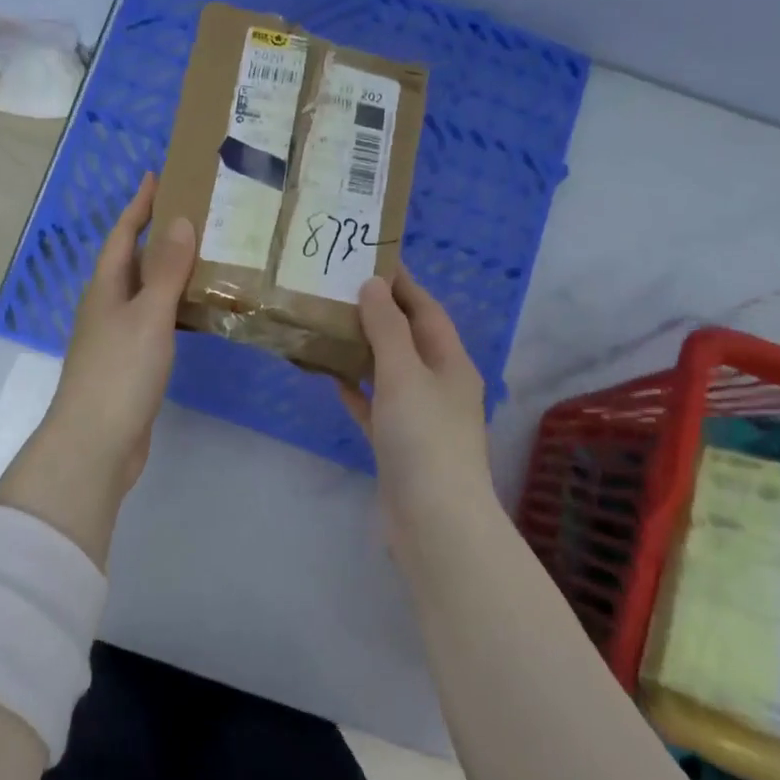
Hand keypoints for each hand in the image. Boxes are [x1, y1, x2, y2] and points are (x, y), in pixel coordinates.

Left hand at [16, 172, 193, 510]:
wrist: (96, 443)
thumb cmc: (120, 372)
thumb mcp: (148, 315)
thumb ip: (167, 271)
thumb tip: (181, 220)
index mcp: (105, 288)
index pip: (123, 234)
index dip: (139, 205)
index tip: (157, 176)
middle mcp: (107, 306)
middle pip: (132, 260)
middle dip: (157, 234)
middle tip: (195, 212)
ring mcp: (116, 337)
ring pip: (145, 292)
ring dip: (170, 271)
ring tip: (206, 255)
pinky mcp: (131, 363)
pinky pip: (155, 321)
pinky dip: (175, 307)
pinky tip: (198, 312)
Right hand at [339, 273, 492, 525]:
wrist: (434, 520)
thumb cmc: (424, 437)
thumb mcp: (404, 373)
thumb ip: (387, 328)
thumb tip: (373, 284)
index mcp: (450, 362)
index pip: (426, 310)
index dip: (402, 284)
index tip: (370, 258)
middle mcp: (439, 385)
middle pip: (407, 338)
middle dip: (378, 313)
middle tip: (338, 289)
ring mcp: (420, 417)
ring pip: (389, 371)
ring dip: (363, 350)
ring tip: (329, 325)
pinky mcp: (399, 444)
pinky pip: (375, 406)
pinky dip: (357, 390)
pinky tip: (332, 379)